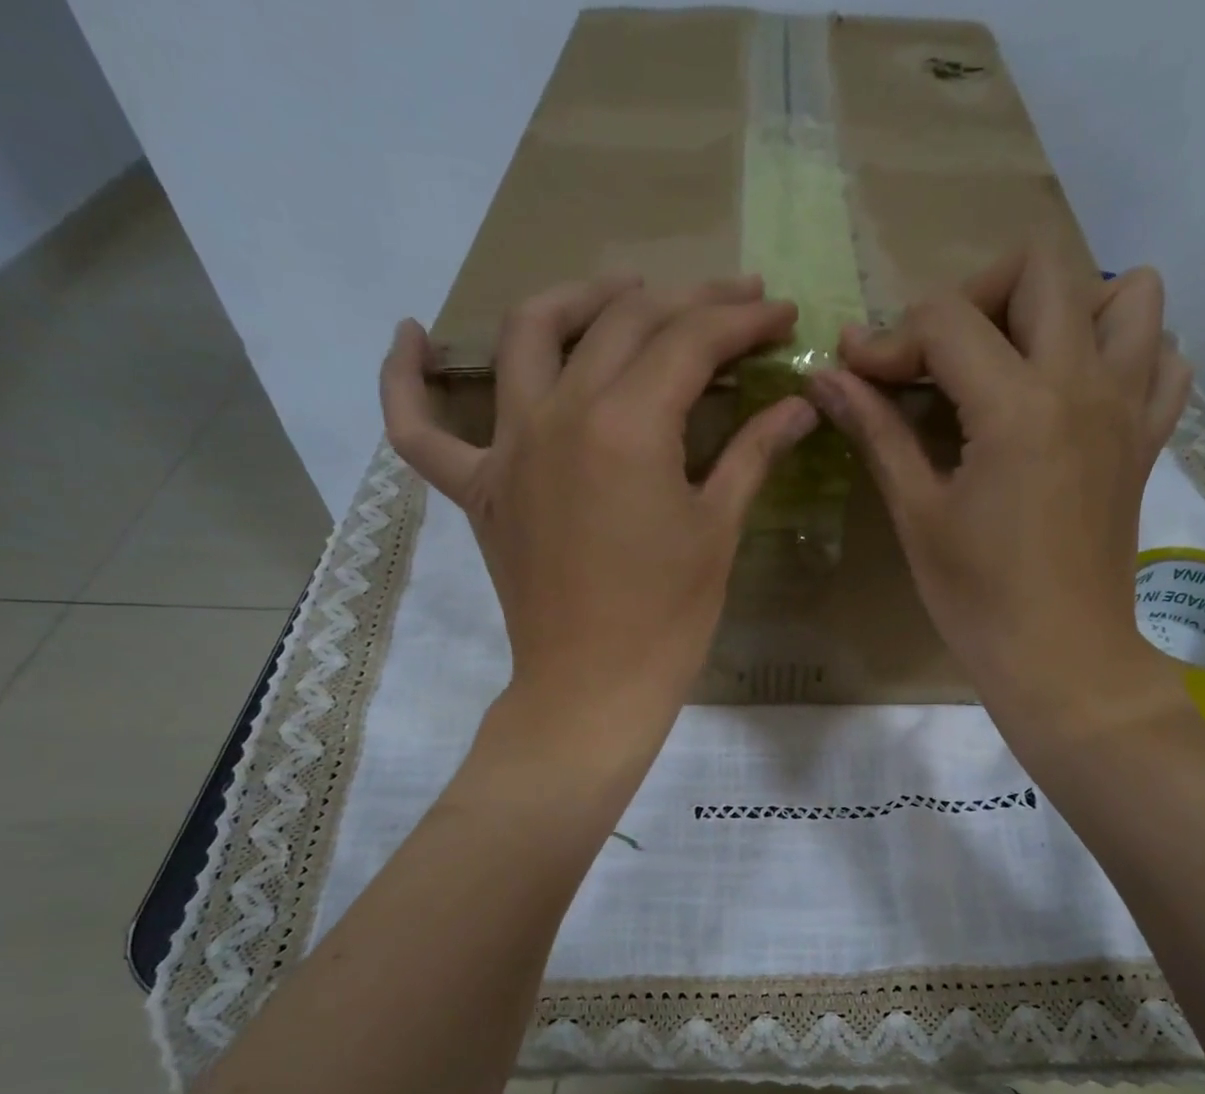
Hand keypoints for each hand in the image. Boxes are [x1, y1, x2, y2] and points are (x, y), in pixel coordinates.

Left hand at [380, 277, 817, 733]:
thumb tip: (800, 404)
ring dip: (575, 299)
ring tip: (618, 293)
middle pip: (621, 323)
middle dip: (685, 301)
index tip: (780, 315)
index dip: (742, 320)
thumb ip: (753, 453)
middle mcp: (560, 415)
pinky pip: (420, 428)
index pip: (690, 340)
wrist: (594, 689)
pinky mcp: (478, 490)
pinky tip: (409, 336)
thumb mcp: (717, 532)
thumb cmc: (668, 620)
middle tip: (731, 305)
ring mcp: (508, 449)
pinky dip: (404, 379)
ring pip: (527, 337)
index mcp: (628, 426)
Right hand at [809, 243, 1194, 743]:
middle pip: (1039, 269)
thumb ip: (877, 432)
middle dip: (974, 297)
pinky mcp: (1146, 439)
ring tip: (1019, 362)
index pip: (946, 320)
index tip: (858, 372)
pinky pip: (1162, 358)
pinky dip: (1125, 352)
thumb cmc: (977, 599)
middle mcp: (1084, 383)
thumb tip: (825, 376)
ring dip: (1066, 307)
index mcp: (1017, 405)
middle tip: (940, 359)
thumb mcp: (918, 514)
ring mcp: (1127, 407)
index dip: (890, 338)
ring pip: (1127, 294)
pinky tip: (1079, 393)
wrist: (1060, 659)